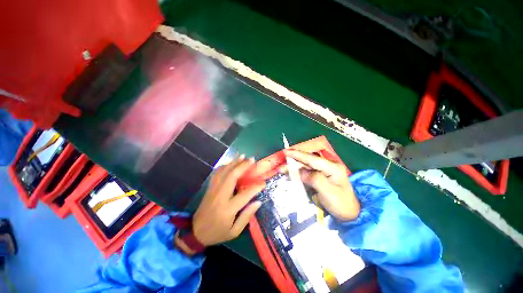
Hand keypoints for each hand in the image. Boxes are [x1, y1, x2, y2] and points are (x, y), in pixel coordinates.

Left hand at [177, 155, 265, 253]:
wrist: (195, 233)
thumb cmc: (217, 233)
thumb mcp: (234, 232)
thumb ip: (246, 216)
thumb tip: (258, 202)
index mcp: (227, 209)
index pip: (244, 195)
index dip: (255, 187)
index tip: (263, 183)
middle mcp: (220, 196)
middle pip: (232, 177)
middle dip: (242, 166)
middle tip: (251, 160)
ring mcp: (213, 190)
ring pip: (224, 172)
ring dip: (233, 162)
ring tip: (242, 156)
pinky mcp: (209, 188)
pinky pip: (217, 173)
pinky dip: (224, 166)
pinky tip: (230, 162)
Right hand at [283, 150, 359, 220]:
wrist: (350, 214)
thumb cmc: (341, 204)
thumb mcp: (328, 192)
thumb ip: (314, 179)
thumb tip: (300, 172)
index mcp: (332, 167)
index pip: (312, 159)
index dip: (298, 154)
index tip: (286, 152)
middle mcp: (327, 166)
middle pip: (307, 161)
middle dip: (293, 161)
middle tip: (281, 164)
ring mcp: (324, 171)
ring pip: (305, 167)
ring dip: (294, 168)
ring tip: (282, 170)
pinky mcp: (320, 177)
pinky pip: (307, 173)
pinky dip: (298, 173)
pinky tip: (291, 174)